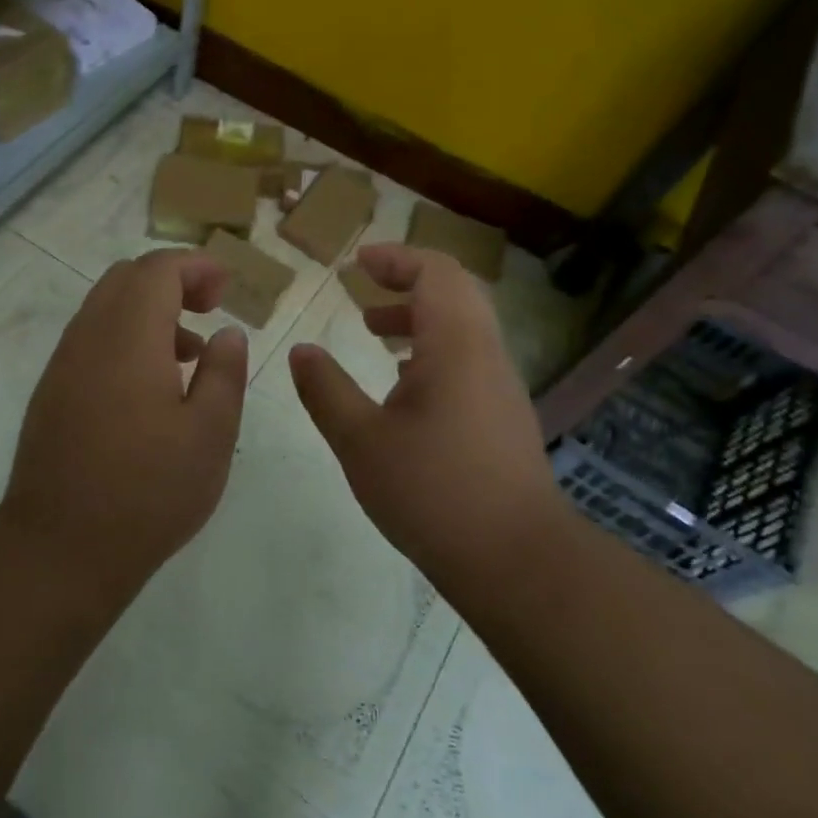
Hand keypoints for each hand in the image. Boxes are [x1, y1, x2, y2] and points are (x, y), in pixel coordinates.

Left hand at [0, 249, 247, 583]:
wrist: (59, 547)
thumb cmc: (148, 491)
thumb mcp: (210, 434)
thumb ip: (224, 372)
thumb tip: (228, 333)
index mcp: (130, 337)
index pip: (158, 269)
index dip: (196, 266)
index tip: (227, 288)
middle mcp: (89, 337)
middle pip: (127, 277)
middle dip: (172, 280)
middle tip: (209, 309)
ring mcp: (63, 364)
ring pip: (106, 306)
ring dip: (149, 310)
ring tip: (189, 353)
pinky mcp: (51, 391)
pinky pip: (91, 338)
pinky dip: (126, 336)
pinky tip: (151, 386)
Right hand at [290, 243, 563, 580]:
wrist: (516, 559)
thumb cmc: (432, 491)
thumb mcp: (360, 440)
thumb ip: (326, 389)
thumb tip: (301, 350)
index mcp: (455, 345)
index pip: (435, 271)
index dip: (396, 258)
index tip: (356, 263)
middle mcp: (486, 353)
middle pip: (455, 291)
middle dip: (407, 281)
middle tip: (363, 290)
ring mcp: (501, 385)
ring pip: (463, 326)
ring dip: (419, 317)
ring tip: (374, 332)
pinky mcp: (504, 414)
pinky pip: (469, 357)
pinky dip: (433, 349)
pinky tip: (401, 385)